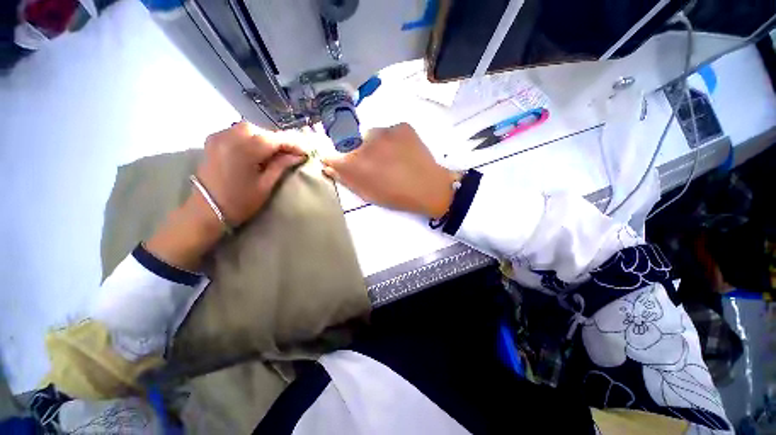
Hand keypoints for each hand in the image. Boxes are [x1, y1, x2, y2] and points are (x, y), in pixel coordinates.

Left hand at [196, 122, 306, 226]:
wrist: (206, 211)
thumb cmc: (239, 202)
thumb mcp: (265, 185)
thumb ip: (281, 165)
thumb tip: (298, 155)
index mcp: (243, 150)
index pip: (274, 139)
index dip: (292, 143)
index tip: (305, 151)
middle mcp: (229, 137)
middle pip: (261, 131)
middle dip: (278, 140)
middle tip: (291, 153)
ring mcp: (218, 137)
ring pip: (249, 129)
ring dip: (265, 137)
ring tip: (276, 151)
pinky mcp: (213, 141)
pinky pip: (236, 131)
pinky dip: (251, 137)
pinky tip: (257, 148)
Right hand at [321, 123, 457, 218]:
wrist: (429, 188)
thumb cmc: (396, 196)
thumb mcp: (368, 194)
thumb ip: (346, 179)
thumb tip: (328, 166)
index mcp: (355, 162)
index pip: (332, 155)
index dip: (335, 160)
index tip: (342, 164)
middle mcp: (366, 142)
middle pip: (353, 144)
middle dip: (359, 154)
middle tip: (377, 166)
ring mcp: (386, 131)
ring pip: (372, 136)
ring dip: (376, 146)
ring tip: (392, 159)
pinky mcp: (402, 126)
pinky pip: (390, 132)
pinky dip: (392, 141)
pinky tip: (403, 152)